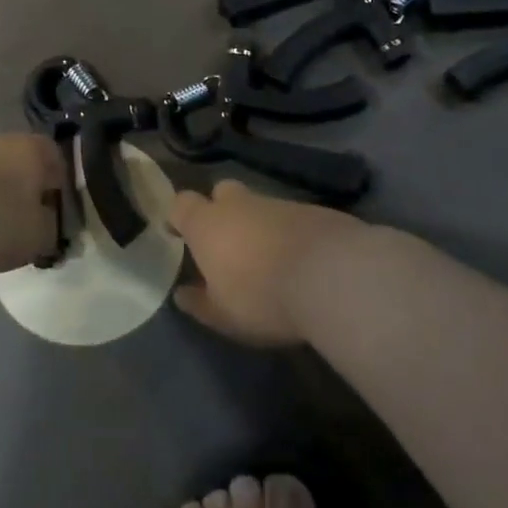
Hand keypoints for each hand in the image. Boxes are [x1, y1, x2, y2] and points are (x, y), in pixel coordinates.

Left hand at [0, 134, 60, 275]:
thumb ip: (52, 229)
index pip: (57, 161)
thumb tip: (50, 225)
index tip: (55, 216)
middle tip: (24, 224)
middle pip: (21, 164)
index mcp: (32, 149)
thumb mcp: (37, 236)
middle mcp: (0, 140)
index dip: (59, 189)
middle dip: (24, 191)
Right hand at [170, 179, 363, 346]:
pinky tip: (299, 259)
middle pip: (221, 192)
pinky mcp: (312, 210)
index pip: (181, 204)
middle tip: (225, 239)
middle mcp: (239, 205)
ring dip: (257, 224)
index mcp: (207, 224)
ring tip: (267, 257)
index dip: (178, 216)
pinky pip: (289, 217)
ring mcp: (277, 203)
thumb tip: (182, 294)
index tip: (177, 232)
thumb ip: (199, 303)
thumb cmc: (261, 297)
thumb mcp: (223, 315)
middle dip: (219, 209)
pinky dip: (288, 232)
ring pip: (258, 205)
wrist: (331, 275)